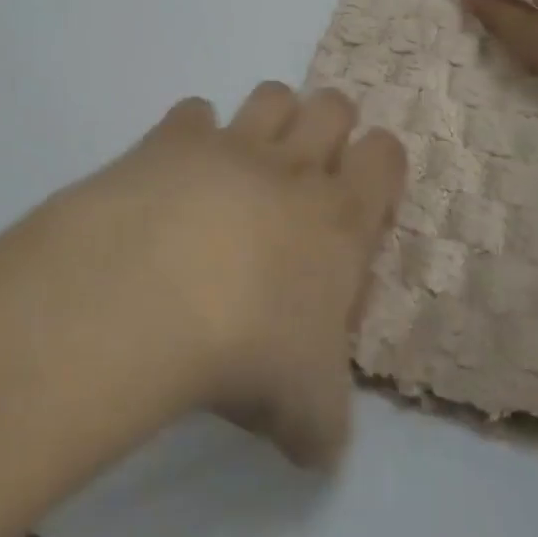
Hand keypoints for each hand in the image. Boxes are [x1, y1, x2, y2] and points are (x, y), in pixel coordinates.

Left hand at [85, 83, 405, 469]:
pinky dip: (191, 133)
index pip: (385, 155)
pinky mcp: (172, 138)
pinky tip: (177, 171)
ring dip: (271, 116)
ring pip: (272, 95)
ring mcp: (232, 143)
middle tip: (309, 169)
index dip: (380, 164)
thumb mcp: (308, 410)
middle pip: (333, 104)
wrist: (152, 296)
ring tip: (251, 160)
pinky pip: (193, 112)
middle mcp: (293, 165)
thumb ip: (324, 420)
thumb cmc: (251, 349)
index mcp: (341, 216)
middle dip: (330, 124)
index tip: (364, 194)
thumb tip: (319, 442)